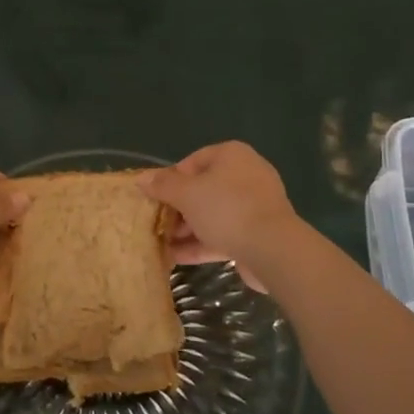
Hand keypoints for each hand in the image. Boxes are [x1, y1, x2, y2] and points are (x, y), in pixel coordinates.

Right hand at [140, 142, 300, 286]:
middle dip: (177, 208)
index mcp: (232, 155)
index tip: (154, 199)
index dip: (170, 179)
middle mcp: (246, 175)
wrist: (272, 249)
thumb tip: (141, 179)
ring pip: (213, 214)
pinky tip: (176, 258)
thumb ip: (163, 186)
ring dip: (187, 229)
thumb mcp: (187, 194)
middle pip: (203, 189)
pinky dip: (201, 243)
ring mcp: (254, 205)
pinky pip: (224, 234)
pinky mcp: (257, 233)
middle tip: (156, 224)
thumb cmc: (226, 209)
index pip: (193, 161)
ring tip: (161, 244)